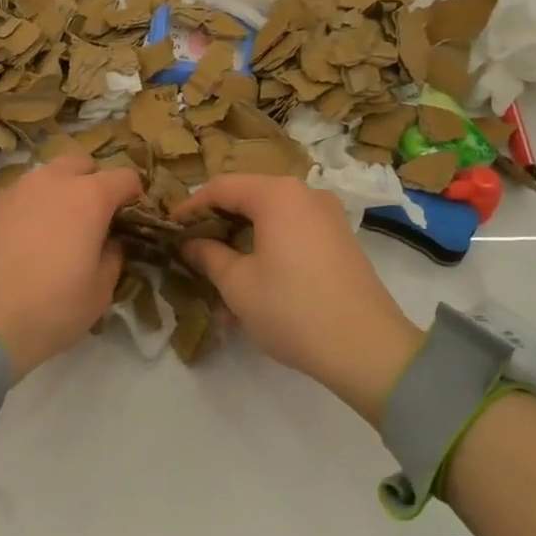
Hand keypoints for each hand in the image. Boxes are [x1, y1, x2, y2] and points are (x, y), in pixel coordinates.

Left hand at [0, 155, 141, 379]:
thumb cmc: (49, 308)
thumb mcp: (99, 294)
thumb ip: (112, 259)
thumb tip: (109, 243)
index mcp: (89, 197)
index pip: (124, 177)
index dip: (134, 195)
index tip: (133, 217)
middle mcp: (53, 182)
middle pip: (82, 164)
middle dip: (93, 183)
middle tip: (94, 218)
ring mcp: (16, 189)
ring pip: (47, 176)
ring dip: (59, 191)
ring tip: (57, 227)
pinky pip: (21, 194)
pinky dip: (31, 206)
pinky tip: (26, 237)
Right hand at [175, 175, 423, 424]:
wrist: (366, 348)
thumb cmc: (291, 308)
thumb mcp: (237, 284)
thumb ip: (207, 255)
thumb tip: (189, 243)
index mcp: (278, 194)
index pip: (221, 187)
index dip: (190, 206)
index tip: (169, 229)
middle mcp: (305, 194)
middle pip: (248, 201)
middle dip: (217, 230)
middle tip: (191, 255)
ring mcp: (327, 217)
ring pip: (270, 223)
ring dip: (241, 250)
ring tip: (219, 288)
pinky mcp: (339, 241)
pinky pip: (292, 237)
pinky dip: (268, 256)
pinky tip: (253, 294)